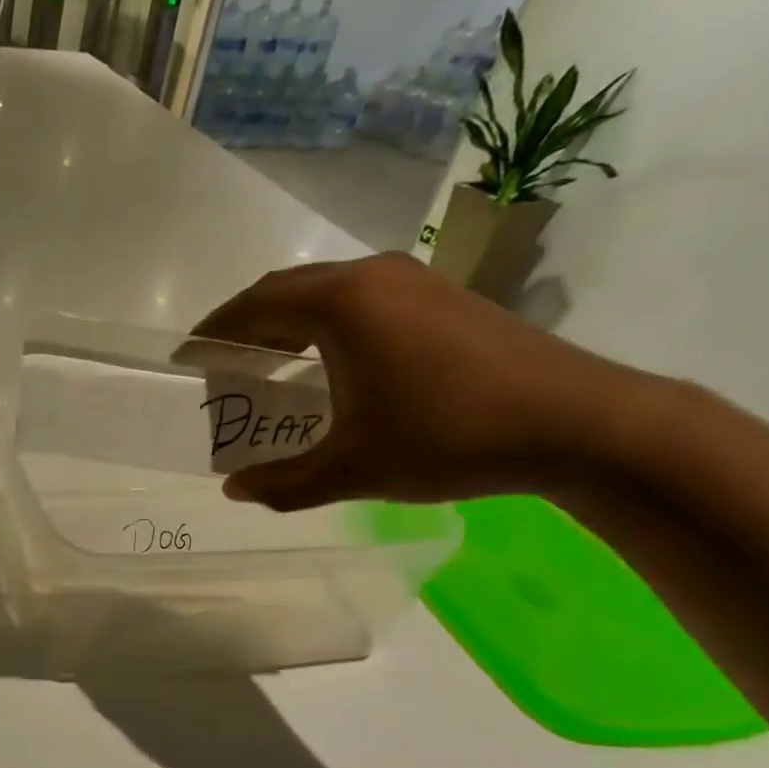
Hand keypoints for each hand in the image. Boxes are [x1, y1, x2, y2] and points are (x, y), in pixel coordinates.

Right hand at [190, 253, 644, 508]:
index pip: (254, 305)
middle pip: (286, 289)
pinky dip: (326, 324)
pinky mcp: (444, 297)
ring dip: (288, 322)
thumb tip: (235, 490)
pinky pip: (361, 299)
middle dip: (246, 323)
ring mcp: (414, 281)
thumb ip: (283, 482)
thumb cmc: (448, 437)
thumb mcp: (352, 469)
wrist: (581, 424)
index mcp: (341, 303)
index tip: (187, 358)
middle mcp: (373, 277)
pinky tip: (329, 364)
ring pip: (327, 290)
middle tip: (221, 363)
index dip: (213, 332)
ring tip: (267, 365)